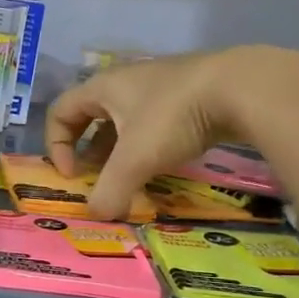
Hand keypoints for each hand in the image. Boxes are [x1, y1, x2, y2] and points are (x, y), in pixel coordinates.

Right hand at [45, 47, 298, 218]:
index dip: (56, 145)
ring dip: (120, 150)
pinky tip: (165, 163)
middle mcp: (126, 82)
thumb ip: (110, 191)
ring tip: (131, 177)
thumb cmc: (173, 116)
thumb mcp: (135, 159)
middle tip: (98, 178)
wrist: (242, 87)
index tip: (73, 175)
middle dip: (89, 151)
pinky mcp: (189, 94)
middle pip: (92, 116)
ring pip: (126, 120)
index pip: (60, 111)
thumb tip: (97, 215)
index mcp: (103, 87)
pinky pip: (155, 122)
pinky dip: (150, 145)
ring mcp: (160, 85)